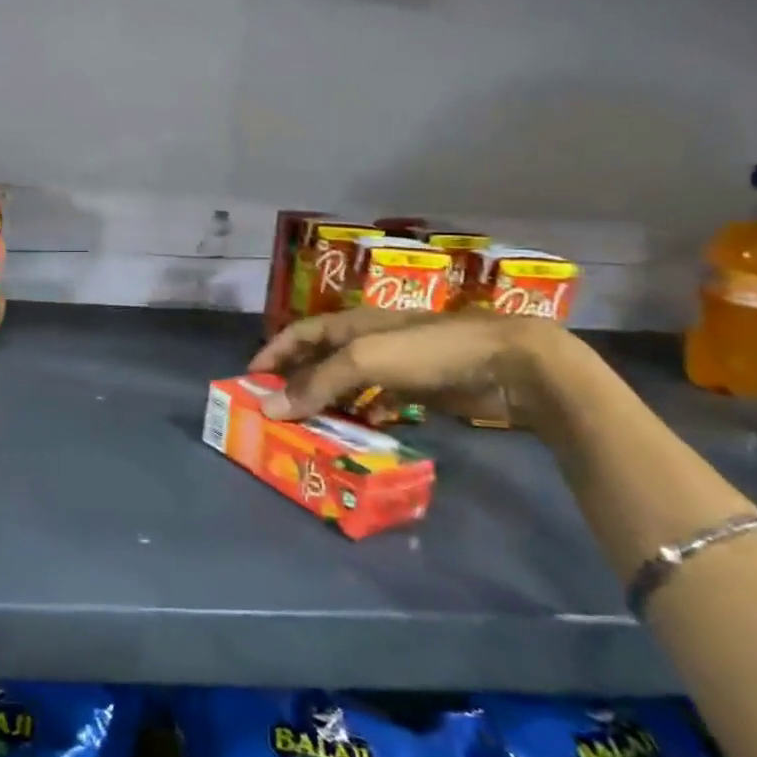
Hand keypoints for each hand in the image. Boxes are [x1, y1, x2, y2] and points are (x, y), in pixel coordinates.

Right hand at [249, 306, 572, 426]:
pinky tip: (354, 432)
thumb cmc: (428, 351)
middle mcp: (366, 341)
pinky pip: (376, 402)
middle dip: (295, 381)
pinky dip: (360, 415)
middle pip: (319, 360)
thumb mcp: (365, 361)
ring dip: (325, 402)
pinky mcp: (417, 390)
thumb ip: (317, 384)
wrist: (507, 364)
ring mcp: (393, 365)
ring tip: (306, 427)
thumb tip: (269, 407)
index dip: (272, 352)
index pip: (298, 334)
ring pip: (346, 384)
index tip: (249, 377)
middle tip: (274, 409)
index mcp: (349, 324)